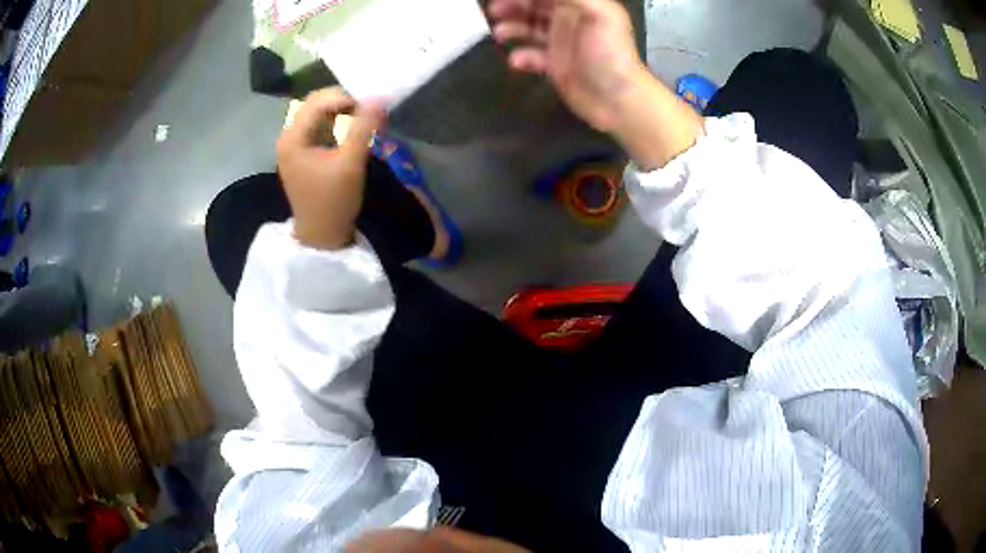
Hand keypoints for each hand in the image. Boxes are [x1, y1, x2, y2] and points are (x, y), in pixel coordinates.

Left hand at [276, 88, 385, 250]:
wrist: (321, 236)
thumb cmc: (333, 202)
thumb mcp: (351, 163)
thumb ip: (364, 128)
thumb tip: (379, 98)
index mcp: (293, 138)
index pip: (319, 101)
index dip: (347, 97)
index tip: (373, 105)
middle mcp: (288, 136)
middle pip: (317, 103)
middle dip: (345, 102)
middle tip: (371, 111)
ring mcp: (294, 144)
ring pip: (320, 113)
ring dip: (344, 112)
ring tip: (367, 120)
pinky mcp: (303, 151)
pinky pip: (321, 126)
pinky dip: (339, 124)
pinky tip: (355, 131)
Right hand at [488, 0, 646, 132]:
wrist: (618, 100)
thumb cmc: (611, 53)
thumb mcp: (599, 14)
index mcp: (581, 6)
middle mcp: (569, 21)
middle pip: (534, 6)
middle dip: (513, 6)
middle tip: (493, 10)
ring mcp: (562, 44)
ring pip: (529, 28)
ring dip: (512, 28)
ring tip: (499, 34)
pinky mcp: (556, 66)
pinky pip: (532, 56)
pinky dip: (522, 56)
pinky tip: (516, 60)